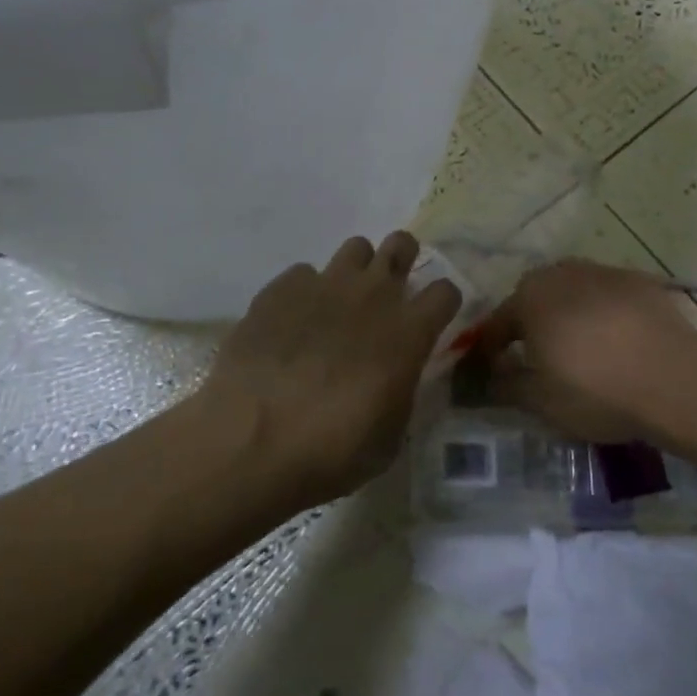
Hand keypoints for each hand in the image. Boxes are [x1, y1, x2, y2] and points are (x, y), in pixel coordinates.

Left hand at [202, 231, 461, 506]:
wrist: (250, 441)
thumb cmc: (331, 450)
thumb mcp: (388, 436)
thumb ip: (401, 390)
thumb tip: (396, 376)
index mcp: (408, 330)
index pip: (445, 290)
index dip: (442, 302)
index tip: (432, 319)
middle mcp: (373, 294)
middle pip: (402, 244)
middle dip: (402, 259)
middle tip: (389, 291)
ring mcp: (326, 284)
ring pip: (355, 248)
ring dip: (356, 271)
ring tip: (340, 303)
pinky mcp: (281, 288)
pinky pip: (303, 274)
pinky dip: (304, 293)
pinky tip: (291, 323)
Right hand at [466, 260, 696, 442]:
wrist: (674, 379)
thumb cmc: (596, 390)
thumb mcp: (540, 401)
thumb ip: (505, 385)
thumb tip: (488, 377)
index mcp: (530, 297)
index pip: (497, 323)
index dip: (490, 349)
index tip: (490, 372)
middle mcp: (562, 273)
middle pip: (535, 298)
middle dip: (530, 325)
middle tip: (536, 359)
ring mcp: (603, 271)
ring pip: (572, 292)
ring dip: (567, 314)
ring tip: (579, 349)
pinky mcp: (639, 281)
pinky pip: (607, 295)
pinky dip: (603, 313)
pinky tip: (616, 340)